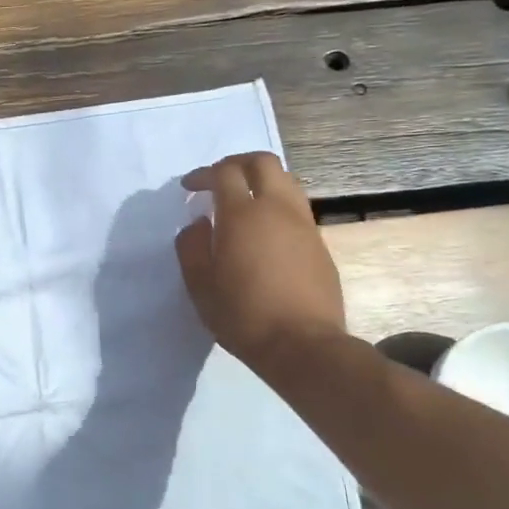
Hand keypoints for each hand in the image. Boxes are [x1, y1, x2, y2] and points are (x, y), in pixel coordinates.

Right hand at [175, 152, 345, 373]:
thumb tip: (198, 223)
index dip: (203, 174)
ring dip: (261, 181)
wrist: (303, 345)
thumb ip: (191, 246)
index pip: (224, 173)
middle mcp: (277, 209)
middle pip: (262, 163)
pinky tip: (264, 231)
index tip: (189, 187)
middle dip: (237, 163)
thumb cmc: (242, 314)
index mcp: (242, 215)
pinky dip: (276, 204)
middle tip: (218, 179)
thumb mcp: (199, 284)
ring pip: (286, 181)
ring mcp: (303, 225)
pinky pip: (296, 208)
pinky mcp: (319, 244)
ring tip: (243, 201)